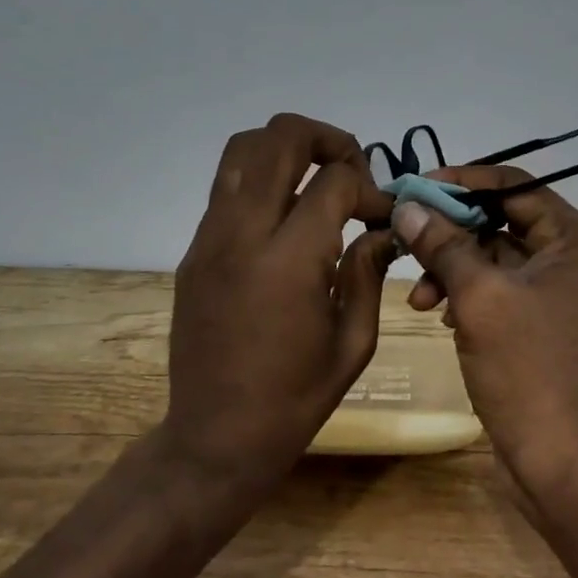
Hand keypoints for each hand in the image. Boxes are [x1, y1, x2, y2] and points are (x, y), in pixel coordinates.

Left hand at [165, 113, 395, 487]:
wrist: (214, 438)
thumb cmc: (295, 399)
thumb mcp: (353, 343)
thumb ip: (368, 272)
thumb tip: (380, 228)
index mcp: (288, 262)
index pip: (334, 182)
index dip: (370, 188)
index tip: (383, 215)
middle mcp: (242, 235)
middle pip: (280, 138)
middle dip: (328, 139)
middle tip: (353, 171)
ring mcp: (209, 239)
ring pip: (243, 149)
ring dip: (288, 149)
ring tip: (317, 180)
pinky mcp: (193, 251)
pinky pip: (227, 187)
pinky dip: (262, 180)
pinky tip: (286, 218)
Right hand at [391, 165, 577, 497]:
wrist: (566, 461)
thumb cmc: (529, 369)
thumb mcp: (479, 297)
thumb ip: (443, 245)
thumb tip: (408, 205)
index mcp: (577, 238)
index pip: (514, 186)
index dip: (462, 183)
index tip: (414, 190)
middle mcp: (576, 257)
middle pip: (502, 221)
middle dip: (451, 234)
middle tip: (405, 239)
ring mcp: (562, 292)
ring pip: (496, 258)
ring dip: (453, 269)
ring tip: (418, 298)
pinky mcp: (545, 323)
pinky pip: (500, 291)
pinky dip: (468, 295)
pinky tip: (439, 315)